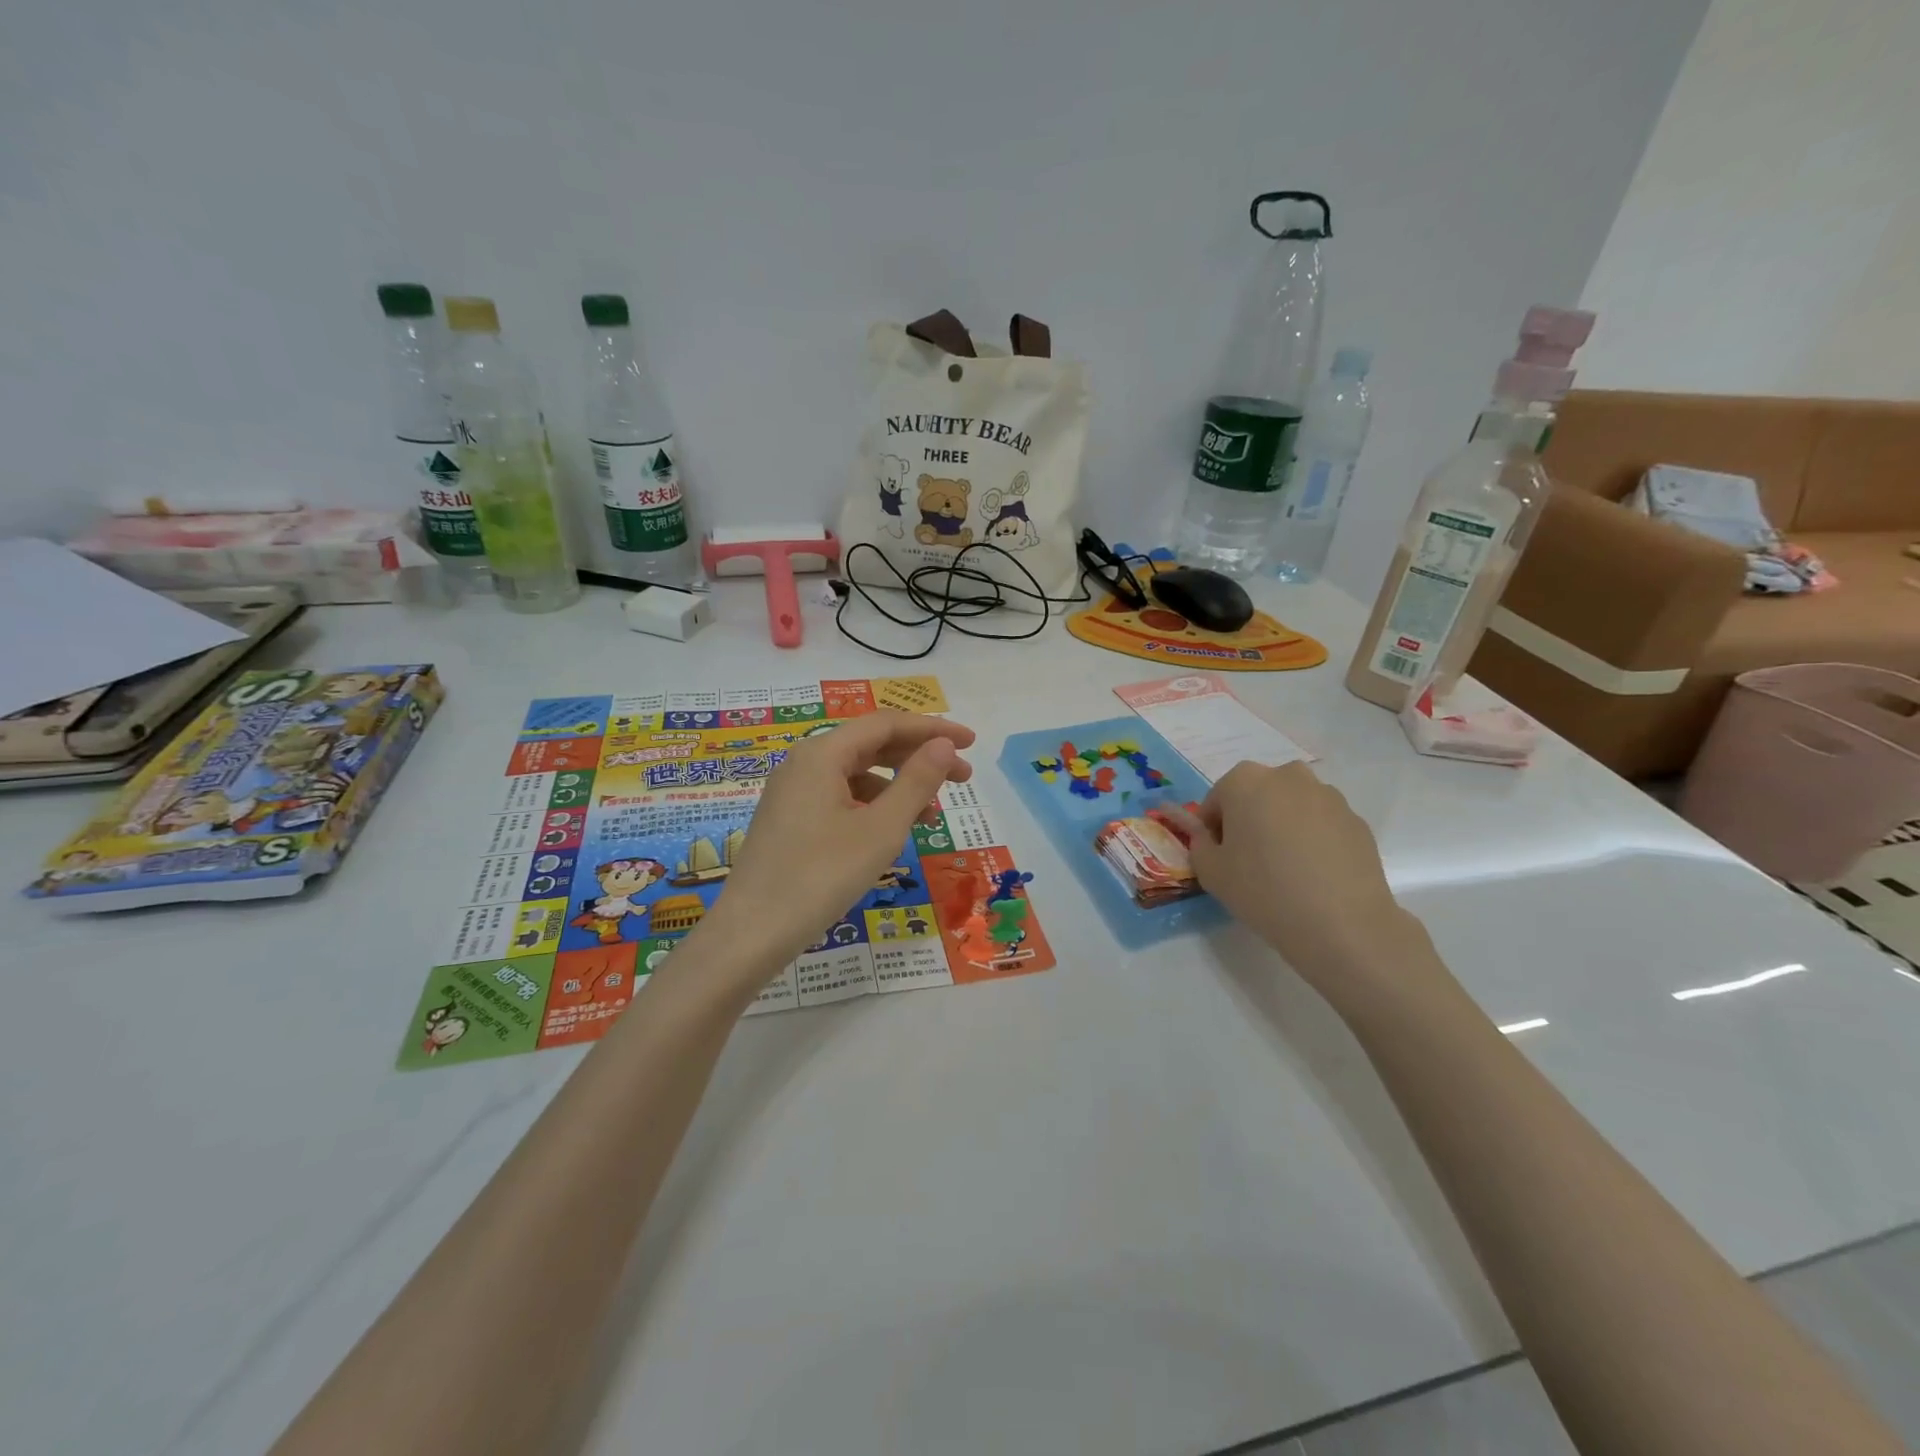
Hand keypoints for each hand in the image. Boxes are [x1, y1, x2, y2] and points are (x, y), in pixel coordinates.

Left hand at [699, 711, 973, 982]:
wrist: (751, 934)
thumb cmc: (821, 876)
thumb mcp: (881, 829)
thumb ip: (917, 782)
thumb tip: (943, 746)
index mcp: (822, 754)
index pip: (886, 724)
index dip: (933, 729)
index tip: (972, 743)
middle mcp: (803, 763)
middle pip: (871, 744)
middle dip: (918, 757)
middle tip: (962, 778)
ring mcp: (792, 792)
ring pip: (856, 773)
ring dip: (898, 785)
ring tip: (931, 814)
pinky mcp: (789, 820)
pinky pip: (839, 797)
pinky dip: (872, 806)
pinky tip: (889, 831)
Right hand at [1165, 762, 1428, 993]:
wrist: (1341, 924)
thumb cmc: (1263, 890)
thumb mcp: (1210, 872)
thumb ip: (1200, 845)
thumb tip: (1210, 838)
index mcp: (1245, 781)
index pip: (1217, 800)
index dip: (1213, 829)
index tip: (1220, 858)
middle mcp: (1287, 776)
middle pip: (1257, 795)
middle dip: (1249, 820)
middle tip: (1250, 860)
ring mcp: (1328, 796)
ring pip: (1292, 807)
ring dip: (1283, 827)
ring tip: (1286, 870)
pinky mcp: (1357, 820)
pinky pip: (1322, 825)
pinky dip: (1313, 840)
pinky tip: (1314, 876)